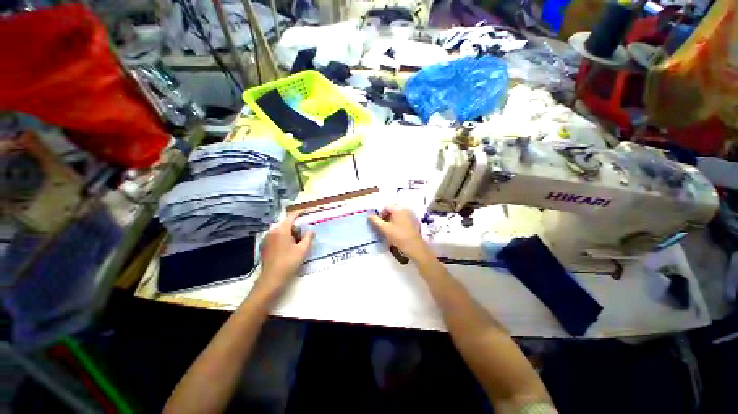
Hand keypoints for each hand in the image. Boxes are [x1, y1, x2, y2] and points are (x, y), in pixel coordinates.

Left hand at [256, 211, 313, 296]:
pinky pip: (276, 236)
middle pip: (285, 224)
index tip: (306, 211)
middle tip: (304, 232)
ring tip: (297, 240)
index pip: (291, 217)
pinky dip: (283, 237)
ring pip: (280, 230)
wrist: (271, 279)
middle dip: (295, 226)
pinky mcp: (264, 246)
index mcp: (281, 231)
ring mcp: (266, 239)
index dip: (299, 213)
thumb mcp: (303, 250)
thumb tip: (311, 231)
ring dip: (289, 232)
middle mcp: (272, 232)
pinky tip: (288, 247)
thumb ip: (308, 238)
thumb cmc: (289, 263)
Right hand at [369, 207, 430, 261]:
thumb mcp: (384, 229)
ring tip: (391, 229)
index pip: (386, 207)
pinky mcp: (414, 221)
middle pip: (393, 210)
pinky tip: (398, 231)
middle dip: (387, 217)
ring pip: (398, 214)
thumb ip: (375, 221)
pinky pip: (404, 218)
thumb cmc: (398, 236)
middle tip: (384, 227)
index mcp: (398, 209)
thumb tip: (369, 215)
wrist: (414, 246)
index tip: (380, 224)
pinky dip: (399, 221)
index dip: (381, 215)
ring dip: (393, 219)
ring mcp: (411, 215)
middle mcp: (405, 209)